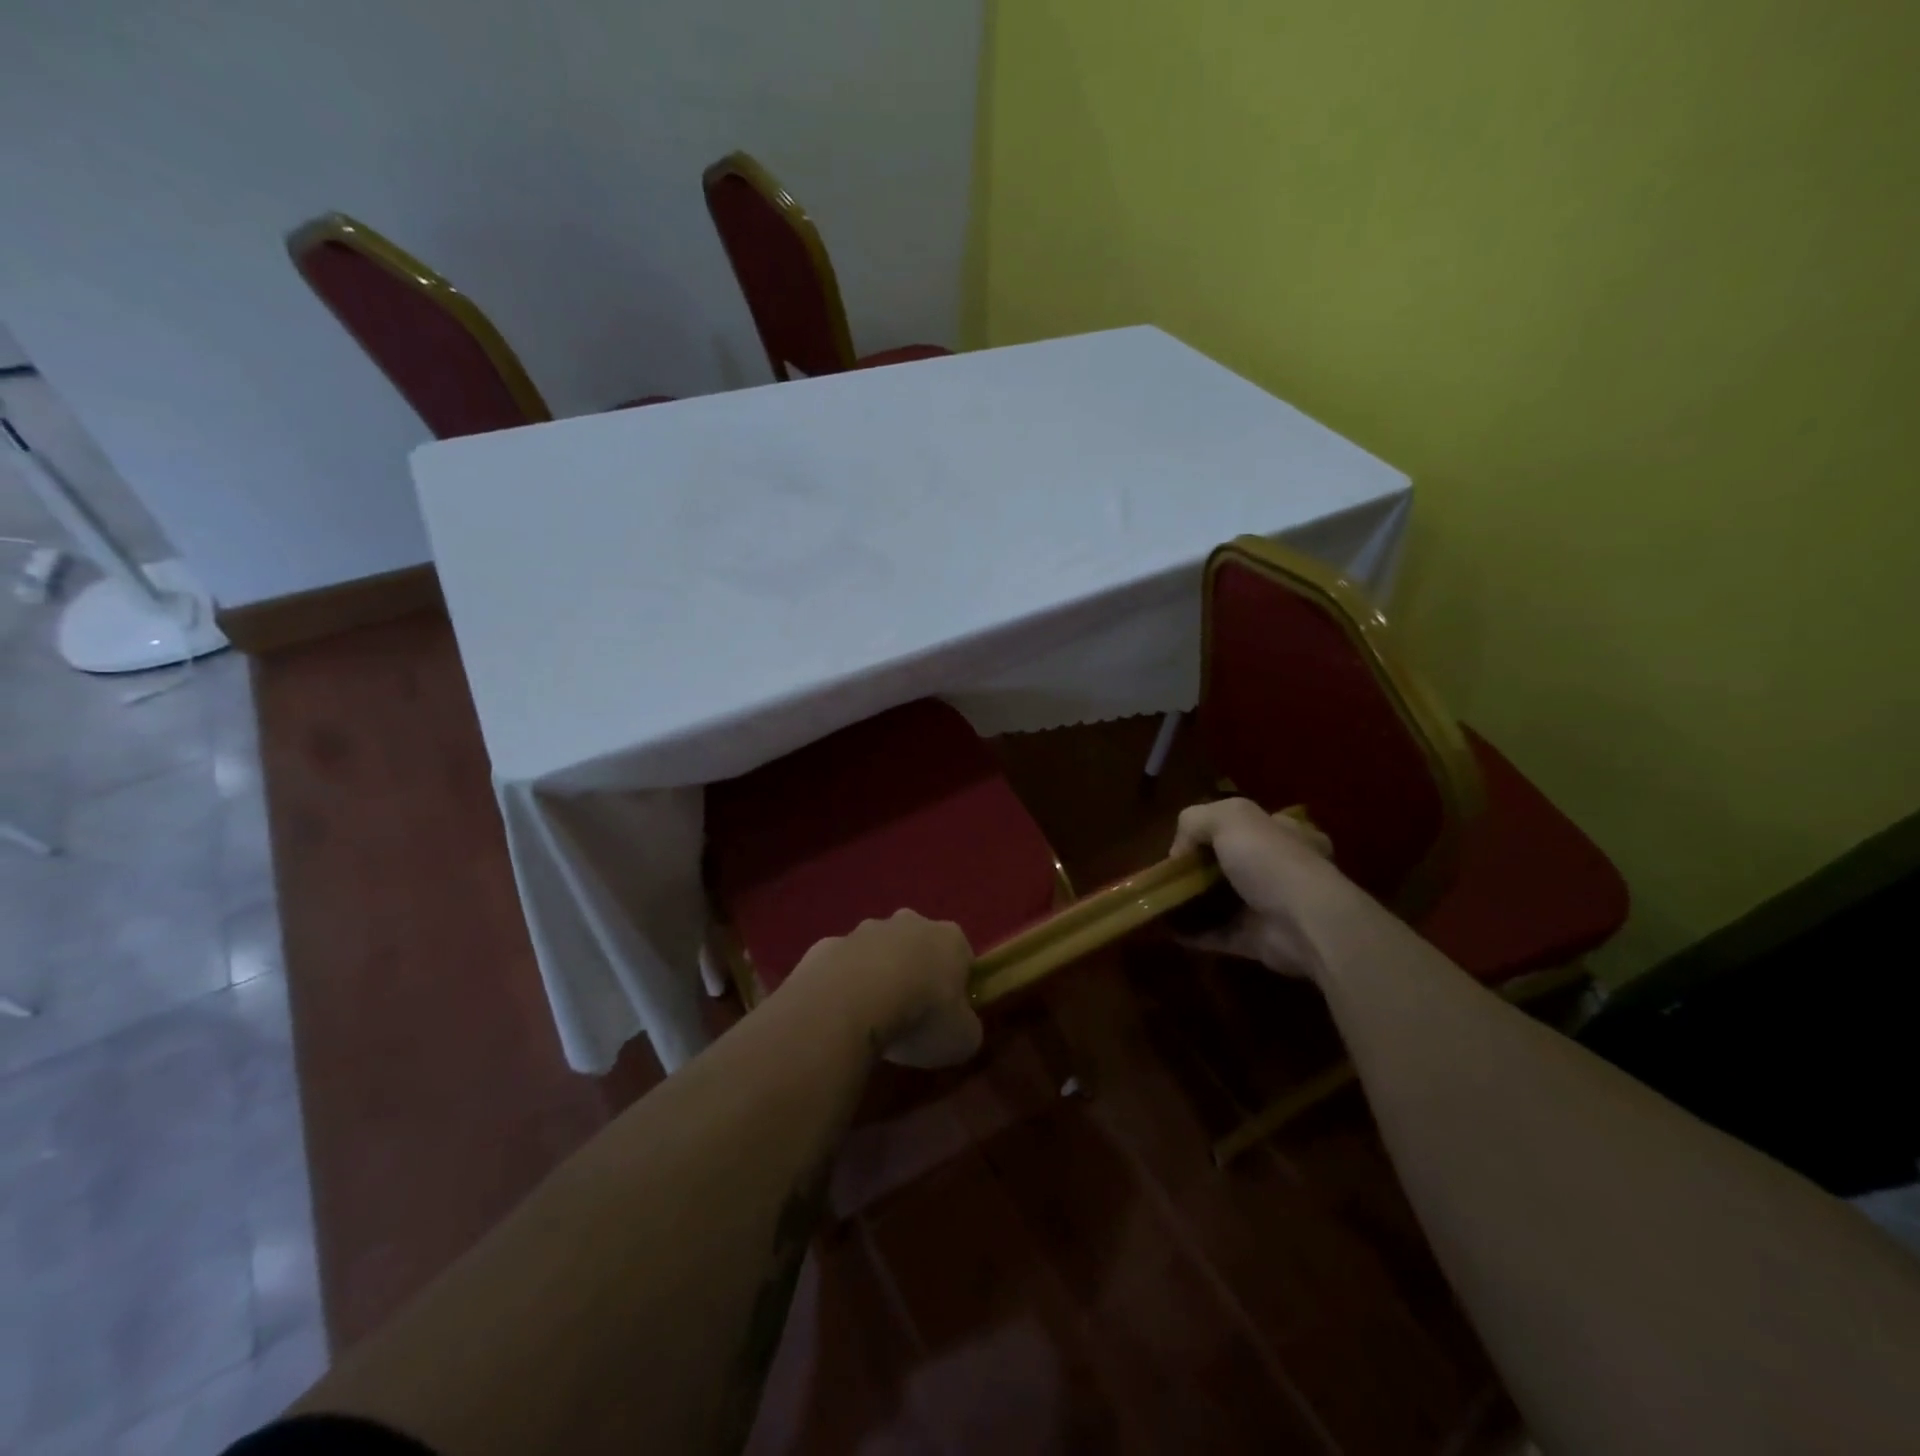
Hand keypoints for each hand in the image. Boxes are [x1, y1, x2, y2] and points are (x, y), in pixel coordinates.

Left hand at [791, 910, 982, 1068]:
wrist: (849, 1004)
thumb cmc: (920, 1017)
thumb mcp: (963, 1039)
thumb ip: (966, 1027)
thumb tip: (960, 1027)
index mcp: (949, 938)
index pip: (961, 955)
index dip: (957, 985)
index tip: (948, 1014)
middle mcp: (908, 923)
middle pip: (917, 945)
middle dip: (914, 971)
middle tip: (909, 1014)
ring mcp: (863, 931)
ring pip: (876, 952)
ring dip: (875, 976)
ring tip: (870, 1018)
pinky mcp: (826, 945)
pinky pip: (840, 966)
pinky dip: (841, 985)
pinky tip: (838, 1014)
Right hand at [1168, 799, 1351, 979]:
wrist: (1305, 925)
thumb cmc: (1271, 861)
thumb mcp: (1230, 817)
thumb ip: (1196, 820)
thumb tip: (1180, 851)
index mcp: (1285, 833)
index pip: (1248, 825)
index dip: (1214, 830)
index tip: (1187, 842)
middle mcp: (1281, 868)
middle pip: (1232, 863)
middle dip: (1200, 869)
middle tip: (1170, 874)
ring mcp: (1271, 907)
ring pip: (1223, 900)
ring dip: (1193, 901)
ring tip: (1160, 900)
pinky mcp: (1258, 940)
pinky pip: (1218, 934)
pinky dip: (1193, 932)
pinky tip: (1167, 927)